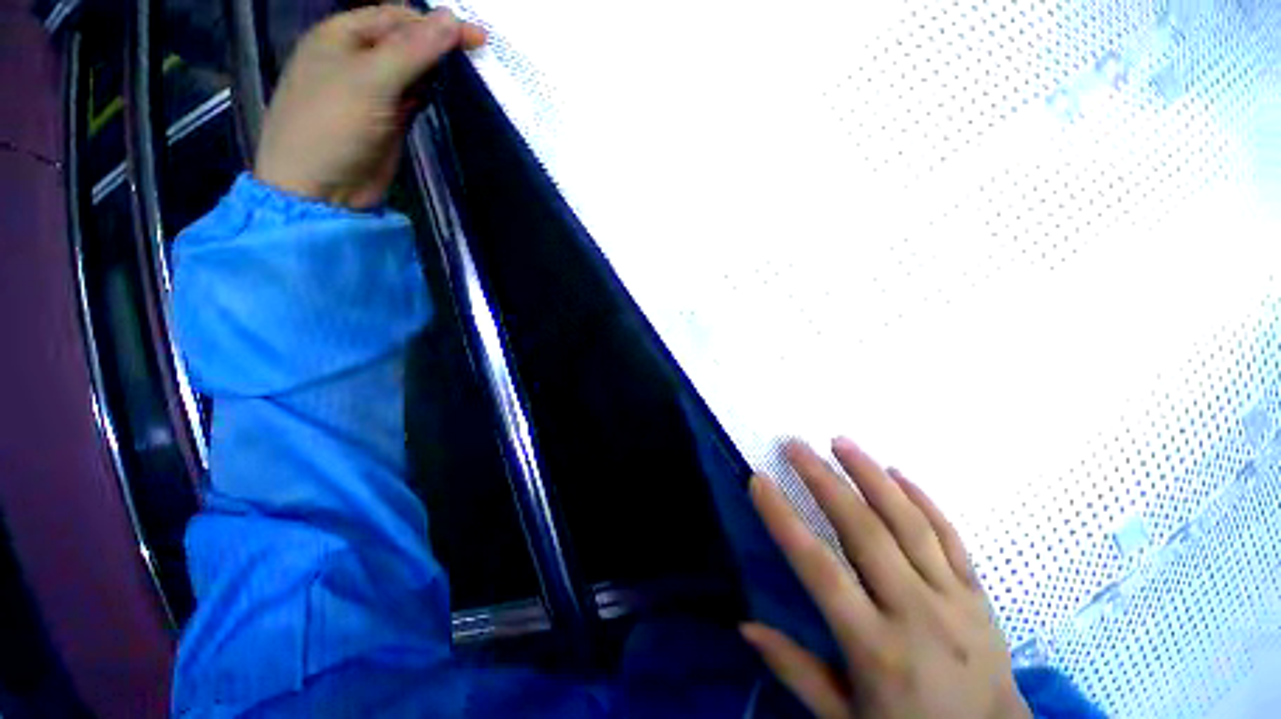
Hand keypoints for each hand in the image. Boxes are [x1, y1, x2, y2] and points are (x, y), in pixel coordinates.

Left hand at [254, 5, 485, 208]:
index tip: (476, 39)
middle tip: (477, 56)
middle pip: (405, 41)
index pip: (397, 18)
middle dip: (439, 44)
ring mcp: (373, 91)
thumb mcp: (371, 80)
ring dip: (437, 70)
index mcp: (342, 36)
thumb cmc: (333, 126)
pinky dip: (430, 93)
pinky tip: (447, 92)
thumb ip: (413, 50)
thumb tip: (453, 19)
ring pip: (411, 70)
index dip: (436, 24)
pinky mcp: (388, 119)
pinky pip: (413, 96)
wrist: (321, 189)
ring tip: (469, 73)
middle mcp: (357, 58)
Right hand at [744, 439, 1030, 718]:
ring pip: (909, 523)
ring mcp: (954, 599)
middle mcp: (915, 614)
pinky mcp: (979, 594)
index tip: (759, 481)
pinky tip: (898, 473)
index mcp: (876, 648)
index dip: (784, 520)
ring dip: (871, 475)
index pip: (819, 569)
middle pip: (864, 532)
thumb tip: (744, 626)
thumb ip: (795, 671)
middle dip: (824, 480)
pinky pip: (951, 536)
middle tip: (795, 445)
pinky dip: (923, 500)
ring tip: (841, 441)